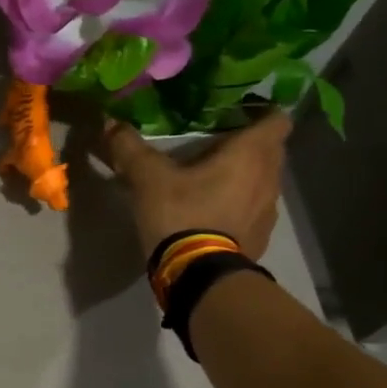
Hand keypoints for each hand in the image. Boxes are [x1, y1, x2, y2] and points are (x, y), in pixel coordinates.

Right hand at [102, 112, 291, 259]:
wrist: (199, 276)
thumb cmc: (182, 214)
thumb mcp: (147, 178)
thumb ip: (130, 147)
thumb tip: (110, 122)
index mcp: (250, 154)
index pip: (276, 119)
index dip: (261, 111)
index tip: (237, 111)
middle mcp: (269, 178)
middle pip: (271, 149)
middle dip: (249, 142)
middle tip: (216, 140)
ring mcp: (268, 210)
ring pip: (263, 180)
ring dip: (245, 175)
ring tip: (212, 176)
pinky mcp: (260, 236)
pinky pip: (254, 208)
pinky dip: (240, 203)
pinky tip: (214, 210)